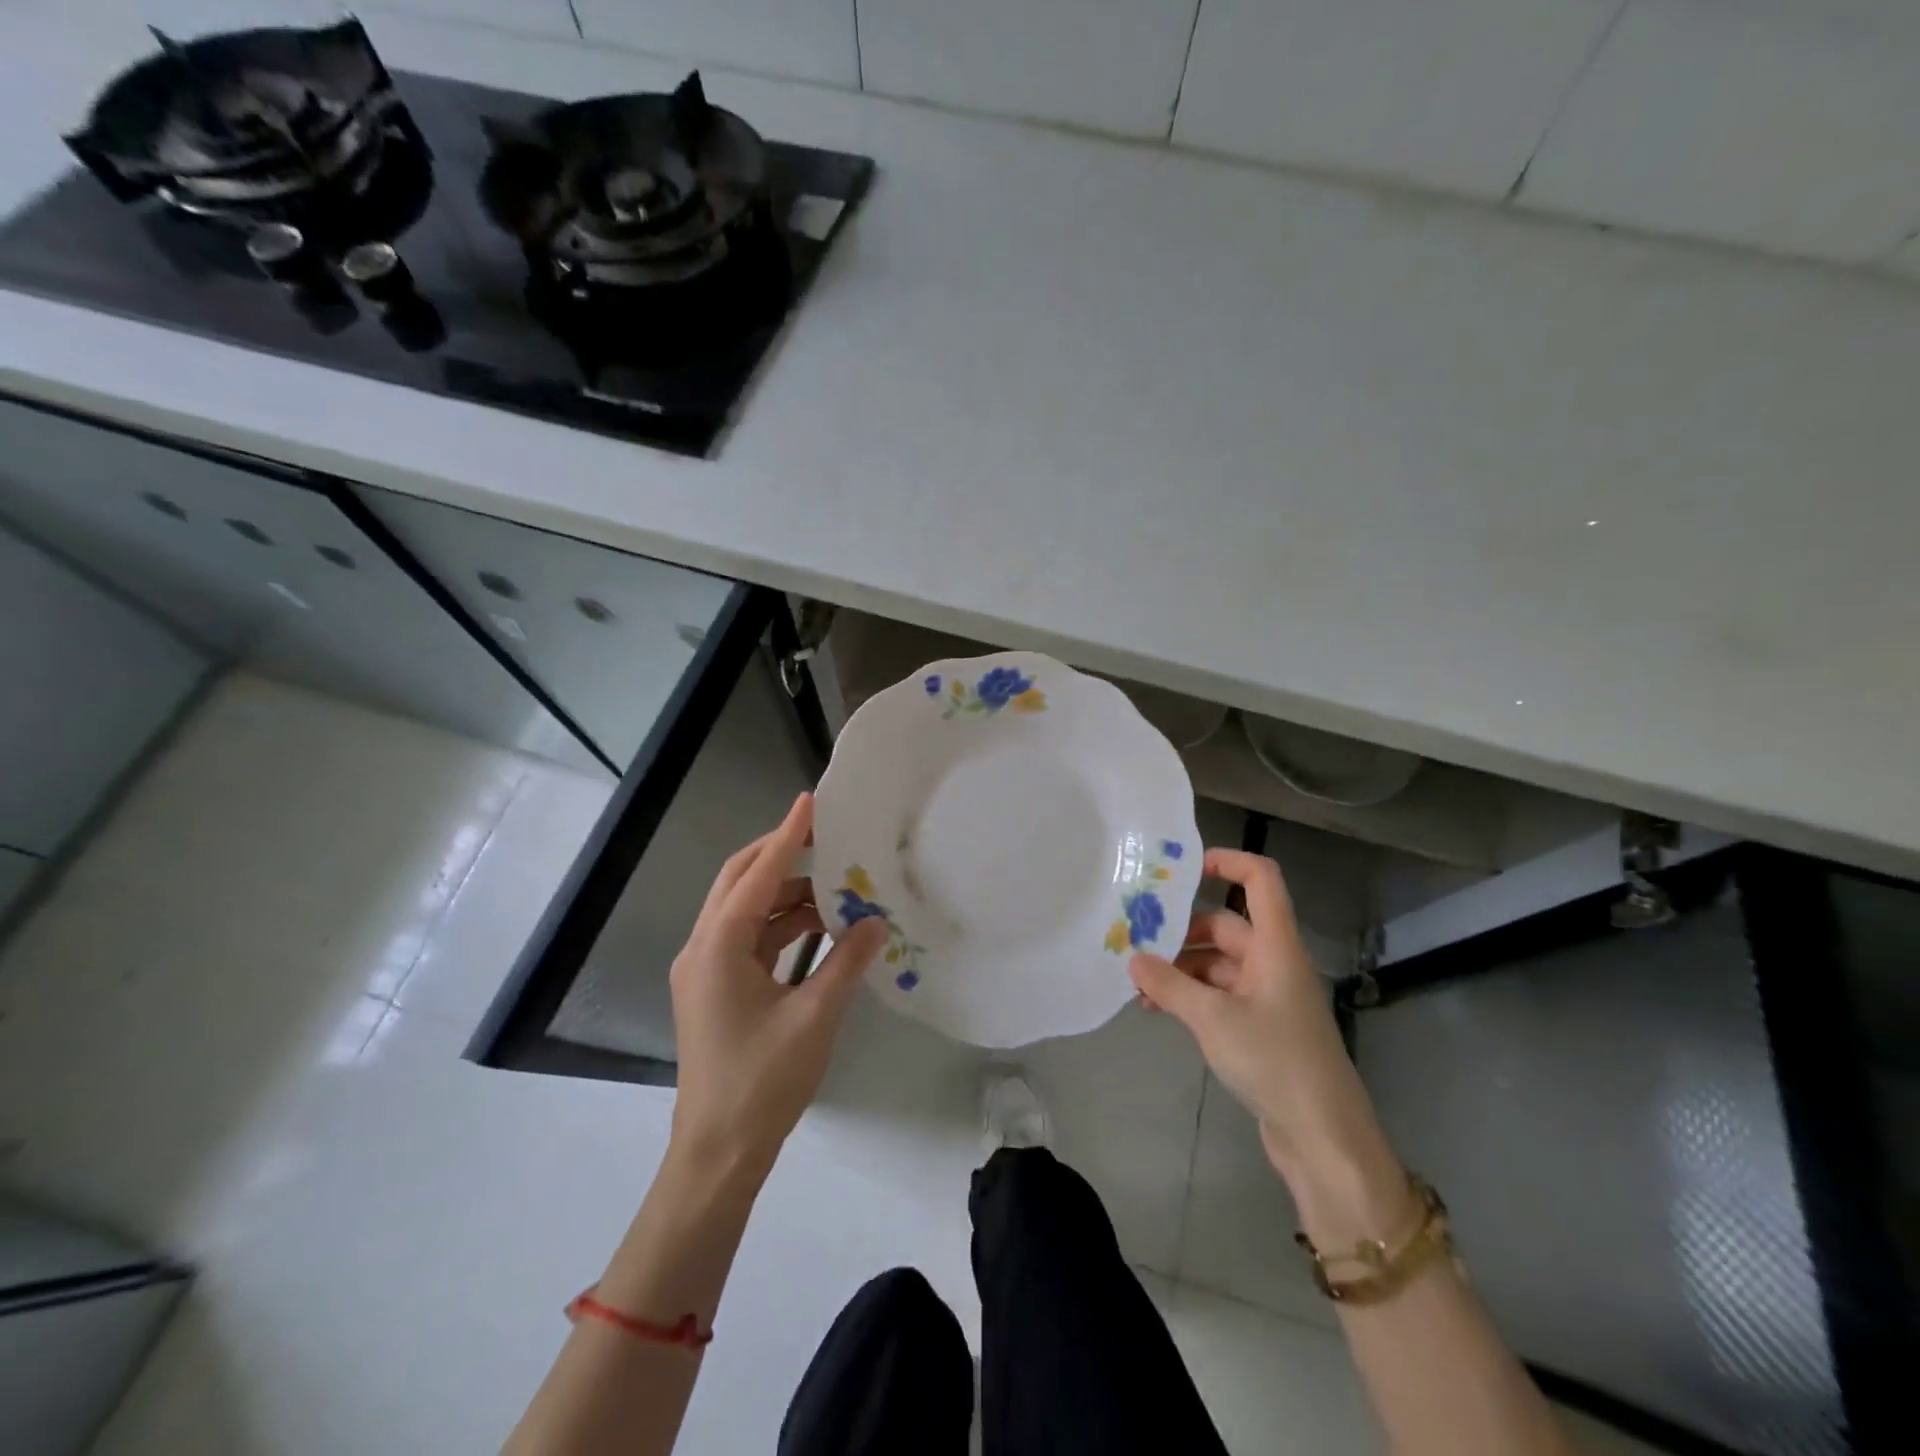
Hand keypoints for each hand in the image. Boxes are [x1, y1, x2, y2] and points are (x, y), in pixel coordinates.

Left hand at [668, 792, 887, 1179]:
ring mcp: (706, 969)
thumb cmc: (763, 1082)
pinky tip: (820, 929)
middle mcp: (703, 947)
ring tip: (836, 889)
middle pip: (740, 881)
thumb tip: (876, 921)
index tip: (810, 802)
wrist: (718, 1153)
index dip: (787, 836)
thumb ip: (847, 962)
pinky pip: (750, 939)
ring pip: (745, 911)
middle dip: (781, 855)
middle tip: (824, 836)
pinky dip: (783, 927)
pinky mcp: (716, 988)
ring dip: (787, 895)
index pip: (758, 875)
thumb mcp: (814, 1017)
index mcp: (718, 946)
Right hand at [1128, 849, 1400, 1200]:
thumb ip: (1169, 984)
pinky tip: (1157, 1009)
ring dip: (1179, 969)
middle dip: (1181, 932)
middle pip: (1225, 926)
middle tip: (1136, 941)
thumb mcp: (1213, 1019)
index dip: (1228, 862)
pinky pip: (1219, 996)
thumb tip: (1134, 958)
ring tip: (1138, 984)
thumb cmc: (1275, 1061)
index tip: (1183, 869)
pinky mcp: (1260, 1028)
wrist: (1323, 1138)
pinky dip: (1189, 996)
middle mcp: (1273, 963)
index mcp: (1276, 946)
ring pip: (1217, 964)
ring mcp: (1267, 997)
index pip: (1261, 881)